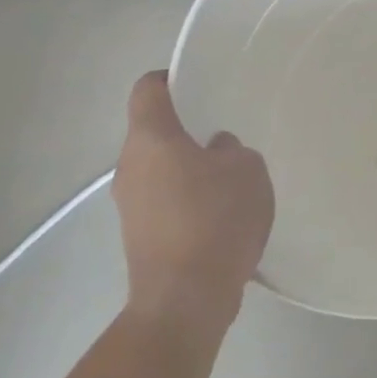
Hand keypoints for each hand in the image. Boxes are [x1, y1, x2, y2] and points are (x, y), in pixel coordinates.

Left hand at [111, 71, 274, 339]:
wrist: (185, 300)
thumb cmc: (215, 219)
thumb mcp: (246, 169)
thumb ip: (231, 149)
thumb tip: (215, 151)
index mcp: (151, 139)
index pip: (148, 89)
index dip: (172, 77)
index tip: (203, 80)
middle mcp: (130, 166)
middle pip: (154, 130)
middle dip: (189, 126)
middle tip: (229, 128)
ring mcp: (130, 204)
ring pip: (160, 167)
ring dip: (190, 164)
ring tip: (232, 173)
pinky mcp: (140, 235)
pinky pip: (165, 198)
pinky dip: (189, 196)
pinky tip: (223, 210)